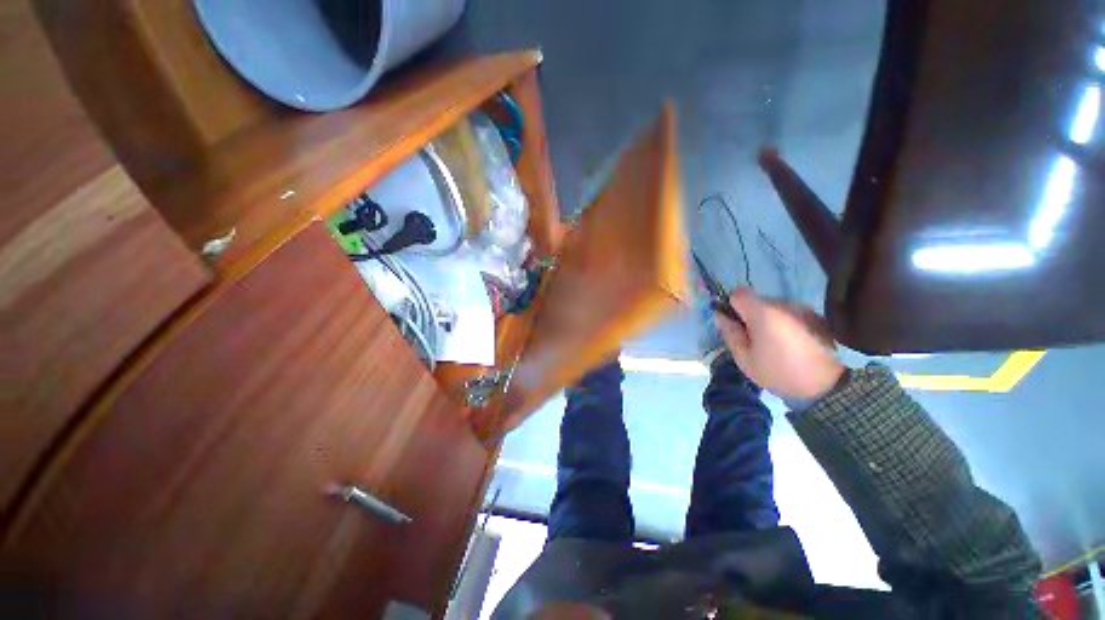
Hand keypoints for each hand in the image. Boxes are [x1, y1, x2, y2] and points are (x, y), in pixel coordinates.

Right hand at [717, 287, 845, 400]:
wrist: (832, 387)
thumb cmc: (781, 372)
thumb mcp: (745, 360)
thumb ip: (730, 334)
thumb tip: (722, 317)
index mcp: (762, 313)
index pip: (738, 293)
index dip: (732, 306)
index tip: (736, 324)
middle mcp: (783, 304)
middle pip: (757, 302)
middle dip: (751, 317)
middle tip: (755, 341)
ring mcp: (803, 309)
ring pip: (775, 309)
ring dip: (770, 322)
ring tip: (777, 346)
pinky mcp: (818, 317)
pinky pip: (792, 316)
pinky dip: (787, 326)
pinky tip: (794, 346)